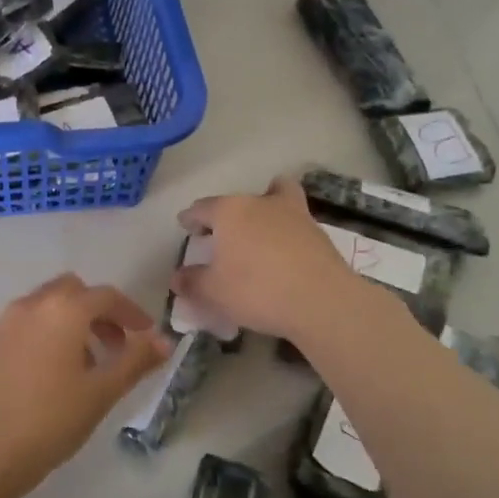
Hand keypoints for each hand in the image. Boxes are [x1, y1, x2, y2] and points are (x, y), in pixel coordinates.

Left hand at [0, 274, 170, 497]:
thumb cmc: (50, 421)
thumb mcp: (101, 392)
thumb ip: (135, 360)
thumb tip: (164, 341)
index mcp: (63, 310)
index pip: (106, 296)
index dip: (131, 312)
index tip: (145, 335)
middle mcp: (30, 306)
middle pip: (72, 291)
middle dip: (97, 312)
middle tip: (113, 346)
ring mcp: (1, 324)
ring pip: (44, 307)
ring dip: (68, 323)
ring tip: (82, 365)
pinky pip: (21, 326)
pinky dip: (42, 335)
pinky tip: (46, 375)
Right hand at [171, 175, 363, 341]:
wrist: (321, 301)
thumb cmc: (256, 290)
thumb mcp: (213, 293)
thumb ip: (192, 282)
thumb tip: (177, 277)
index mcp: (229, 211)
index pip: (202, 208)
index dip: (190, 218)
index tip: (185, 225)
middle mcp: (260, 203)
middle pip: (238, 201)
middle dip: (226, 214)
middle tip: (219, 233)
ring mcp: (294, 213)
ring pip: (276, 197)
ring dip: (263, 208)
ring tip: (258, 229)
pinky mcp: (317, 231)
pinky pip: (295, 221)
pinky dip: (286, 228)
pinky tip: (284, 248)